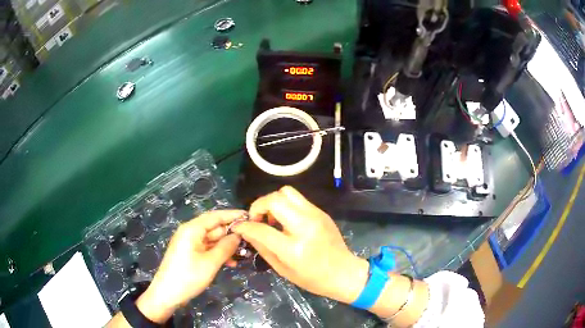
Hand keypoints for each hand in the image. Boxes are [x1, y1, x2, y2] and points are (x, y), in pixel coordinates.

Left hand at [136, 210, 244, 322]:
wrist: (167, 293)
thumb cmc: (189, 276)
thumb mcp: (211, 263)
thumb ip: (226, 247)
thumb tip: (238, 235)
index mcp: (192, 229)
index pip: (215, 216)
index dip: (232, 215)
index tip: (249, 216)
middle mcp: (190, 232)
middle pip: (214, 227)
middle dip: (231, 234)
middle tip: (251, 239)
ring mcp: (189, 244)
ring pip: (212, 240)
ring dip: (226, 246)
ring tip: (244, 253)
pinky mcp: (189, 254)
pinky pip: (207, 249)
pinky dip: (218, 253)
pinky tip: (231, 262)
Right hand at [232, 186, 368, 303]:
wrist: (343, 272)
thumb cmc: (312, 278)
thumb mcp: (282, 269)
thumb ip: (262, 247)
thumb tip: (247, 231)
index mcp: (294, 248)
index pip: (261, 229)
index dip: (245, 226)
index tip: (239, 226)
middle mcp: (305, 226)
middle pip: (275, 199)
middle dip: (258, 205)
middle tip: (257, 219)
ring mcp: (316, 216)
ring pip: (287, 192)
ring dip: (273, 202)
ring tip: (272, 218)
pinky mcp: (321, 212)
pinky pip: (298, 199)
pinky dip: (286, 205)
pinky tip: (286, 221)